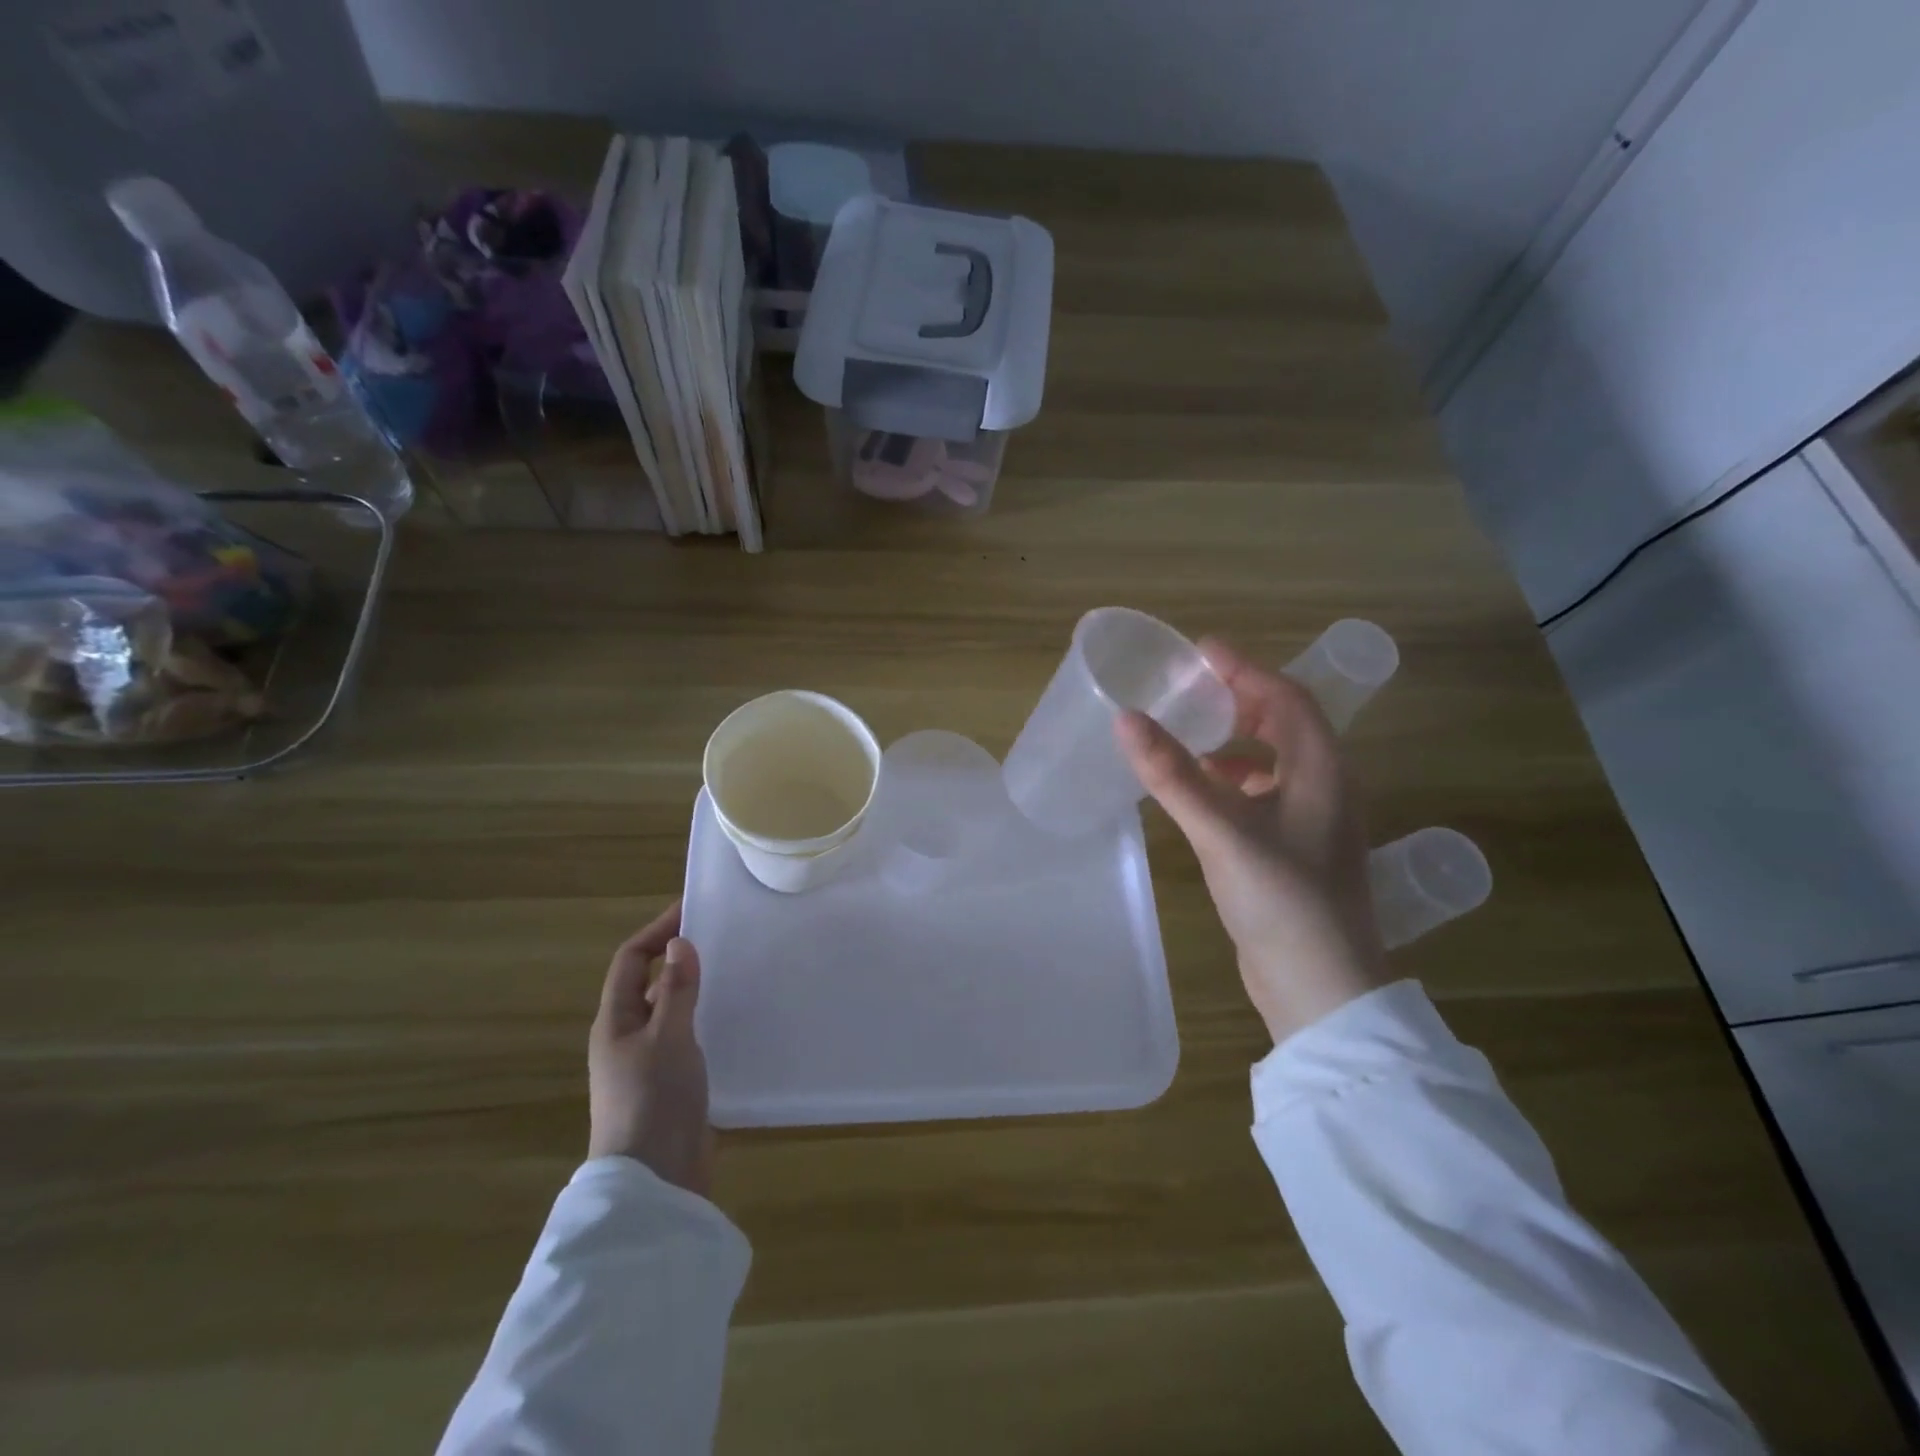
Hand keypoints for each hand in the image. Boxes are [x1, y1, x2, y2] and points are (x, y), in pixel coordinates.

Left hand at [587, 902, 714, 1195]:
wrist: (655, 1180)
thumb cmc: (654, 1100)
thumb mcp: (668, 1038)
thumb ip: (677, 990)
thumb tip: (680, 942)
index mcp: (615, 1022)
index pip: (630, 961)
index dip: (657, 931)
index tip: (692, 909)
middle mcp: (627, 1037)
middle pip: (650, 983)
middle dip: (679, 957)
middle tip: (722, 936)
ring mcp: (649, 1062)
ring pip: (671, 1010)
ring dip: (695, 988)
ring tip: (736, 970)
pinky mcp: (672, 1083)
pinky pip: (688, 1036)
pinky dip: (706, 1019)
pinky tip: (735, 1017)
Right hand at [1117, 638, 1386, 1044]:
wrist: (1320, 986)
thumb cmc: (1282, 899)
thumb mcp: (1222, 830)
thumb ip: (1172, 774)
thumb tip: (1126, 718)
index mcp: (1322, 769)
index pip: (1286, 697)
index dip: (1244, 668)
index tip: (1200, 650)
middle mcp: (1325, 786)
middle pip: (1285, 723)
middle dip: (1240, 699)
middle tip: (1192, 686)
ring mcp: (1313, 820)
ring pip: (1275, 760)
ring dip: (1236, 740)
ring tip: (1190, 731)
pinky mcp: (1296, 849)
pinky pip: (1264, 793)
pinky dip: (1233, 779)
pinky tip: (1201, 790)